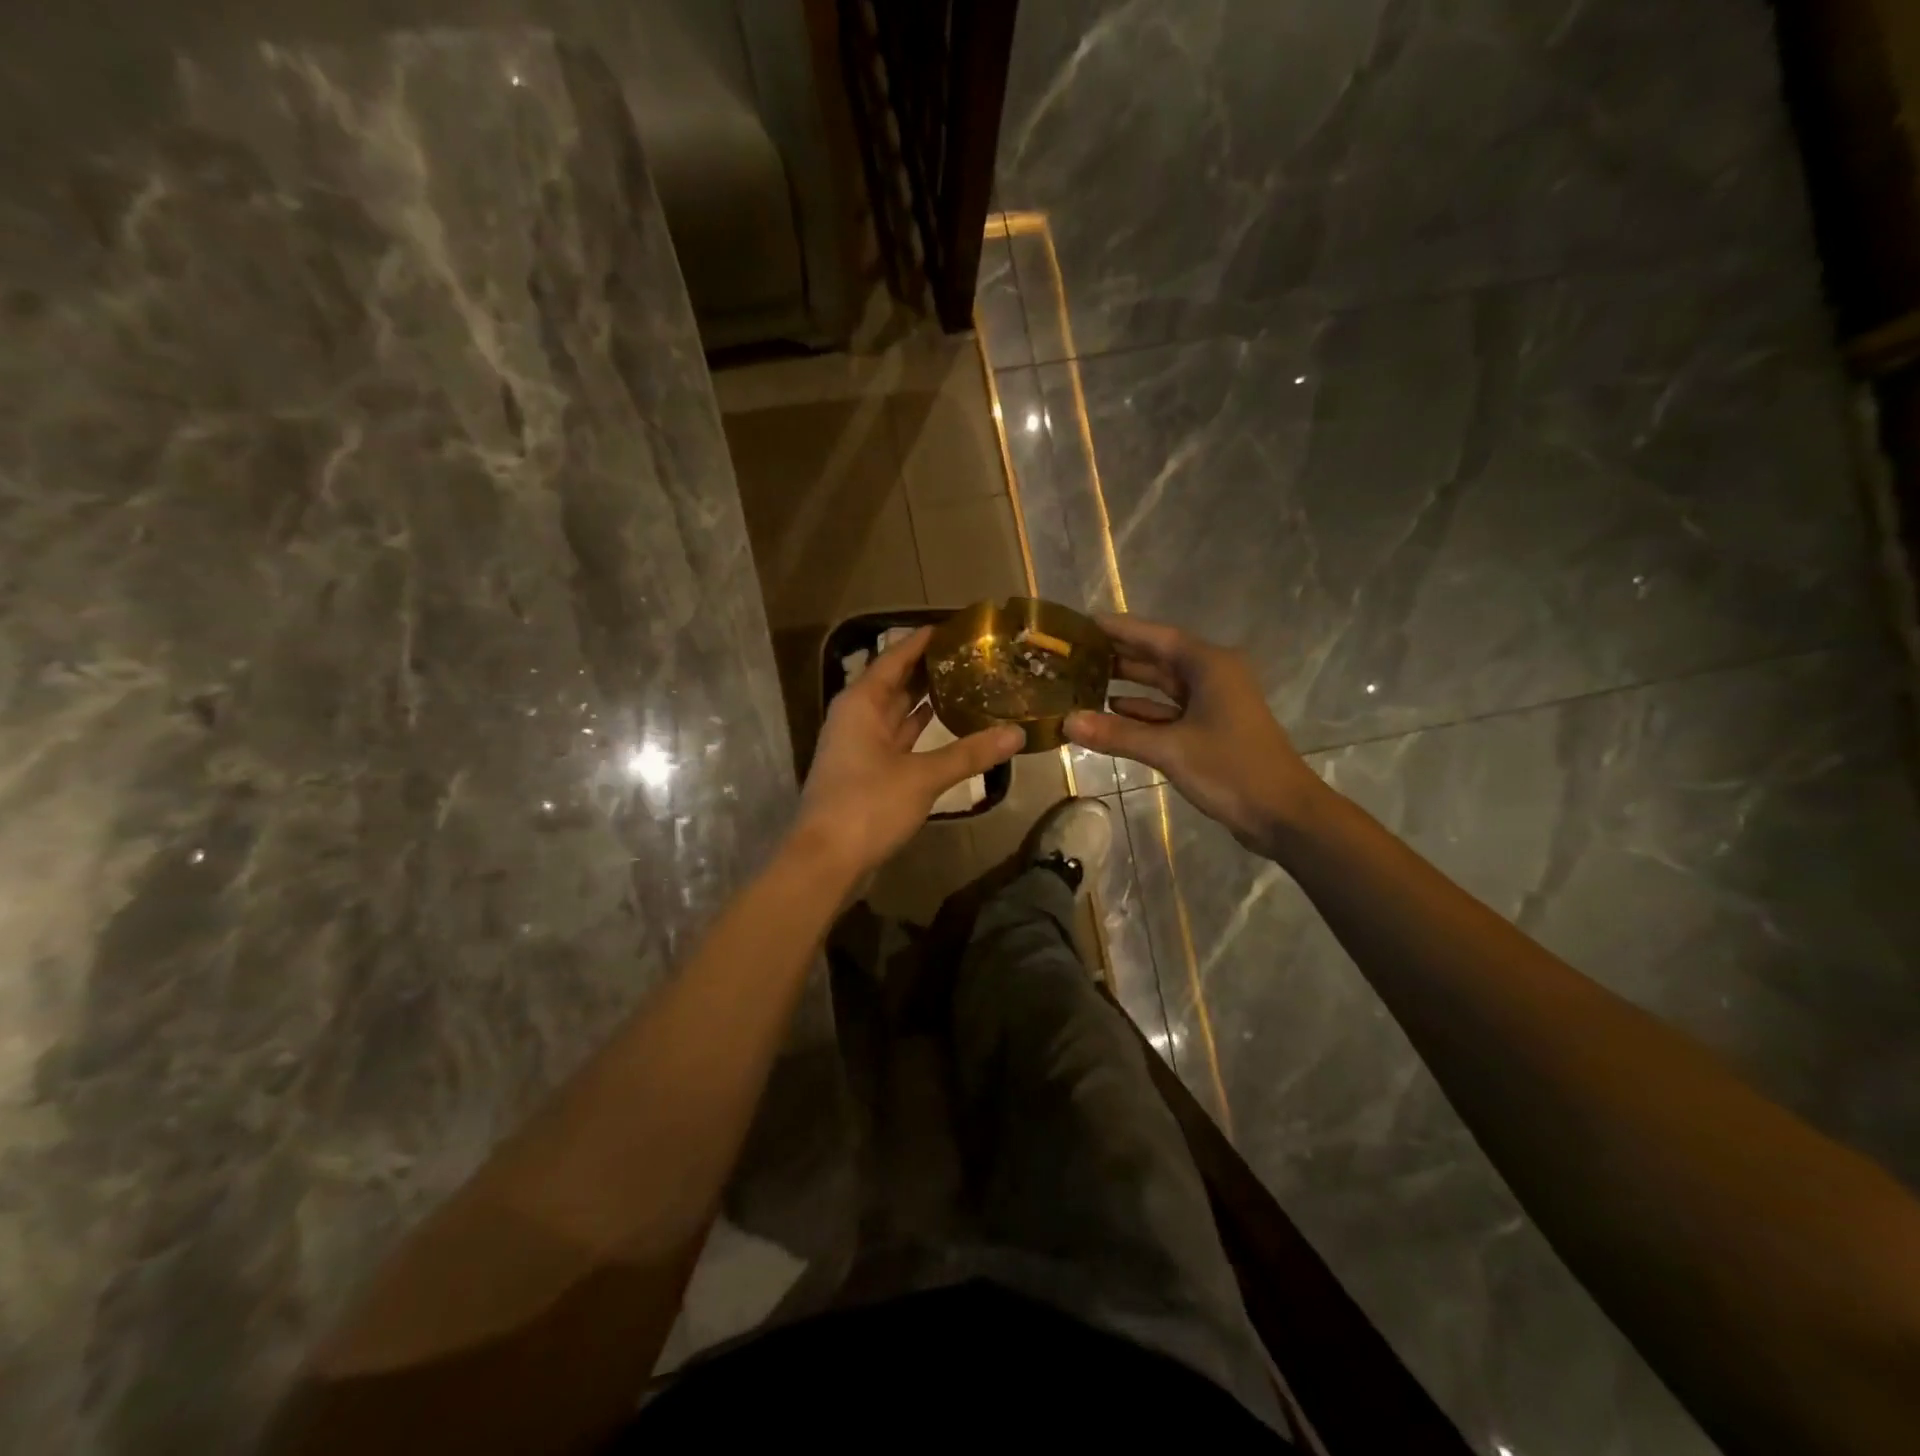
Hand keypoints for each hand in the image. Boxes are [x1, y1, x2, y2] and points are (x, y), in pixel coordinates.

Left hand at [797, 627, 1022, 875]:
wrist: (826, 860)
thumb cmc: (867, 805)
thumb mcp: (922, 776)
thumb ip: (969, 753)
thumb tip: (1017, 734)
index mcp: (862, 703)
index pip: (895, 658)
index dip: (923, 641)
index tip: (956, 625)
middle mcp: (858, 717)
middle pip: (897, 682)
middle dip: (931, 669)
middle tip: (974, 655)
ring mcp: (862, 746)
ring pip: (899, 713)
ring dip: (928, 700)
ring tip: (969, 683)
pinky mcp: (870, 773)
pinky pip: (901, 740)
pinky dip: (923, 732)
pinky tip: (950, 726)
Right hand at [1064, 615, 1323, 853]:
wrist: (1283, 813)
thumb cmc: (1230, 769)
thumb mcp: (1169, 749)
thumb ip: (1117, 733)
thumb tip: (1067, 721)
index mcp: (1209, 666)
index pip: (1155, 636)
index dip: (1119, 629)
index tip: (1083, 624)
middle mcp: (1212, 676)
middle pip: (1159, 657)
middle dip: (1119, 655)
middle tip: (1075, 653)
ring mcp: (1214, 703)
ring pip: (1164, 685)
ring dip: (1129, 683)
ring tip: (1084, 679)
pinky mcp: (1211, 729)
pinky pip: (1170, 710)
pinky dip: (1144, 710)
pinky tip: (1112, 710)